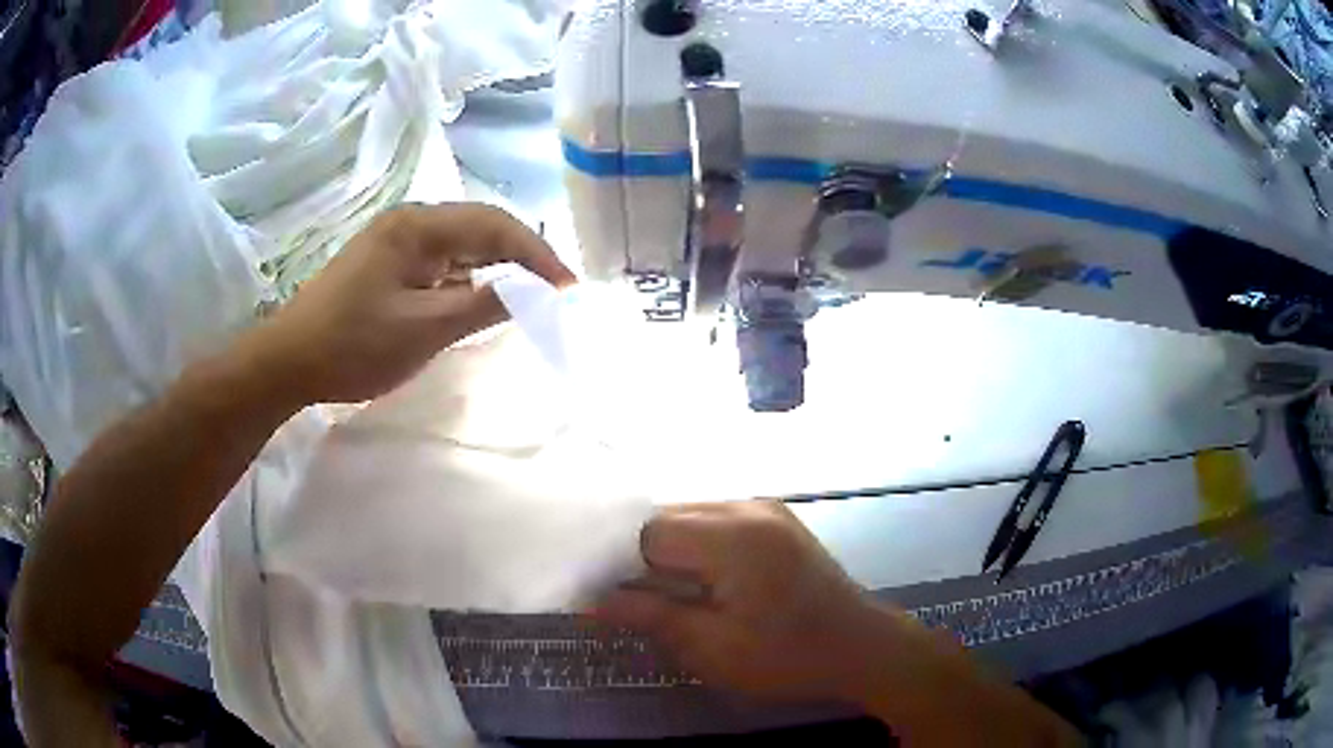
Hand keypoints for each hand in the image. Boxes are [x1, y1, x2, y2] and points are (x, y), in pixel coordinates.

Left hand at [240, 203, 575, 406]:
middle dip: (521, 257)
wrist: (289, 361)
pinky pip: (441, 262)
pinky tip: (479, 299)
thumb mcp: (424, 329)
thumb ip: (484, 305)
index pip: (494, 226)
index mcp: (418, 226)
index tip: (569, 289)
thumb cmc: (353, 345)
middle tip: (554, 291)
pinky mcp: (387, 263)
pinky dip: (467, 279)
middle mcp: (409, 221)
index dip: (537, 254)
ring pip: (461, 245)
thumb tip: (535, 293)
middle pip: (480, 227)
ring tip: (527, 296)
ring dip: (495, 267)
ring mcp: (396, 241)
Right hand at [595, 501, 913, 703]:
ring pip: (690, 517)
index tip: (608, 597)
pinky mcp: (776, 519)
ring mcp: (765, 508)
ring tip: (668, 594)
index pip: (647, 532)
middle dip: (643, 557)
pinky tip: (702, 581)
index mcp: (731, 536)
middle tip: (636, 601)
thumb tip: (592, 601)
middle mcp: (746, 506)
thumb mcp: (712, 648)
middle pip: (668, 517)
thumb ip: (650, 617)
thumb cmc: (788, 657)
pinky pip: (717, 521)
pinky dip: (698, 547)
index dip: (620, 564)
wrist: (861, 647)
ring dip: (671, 552)